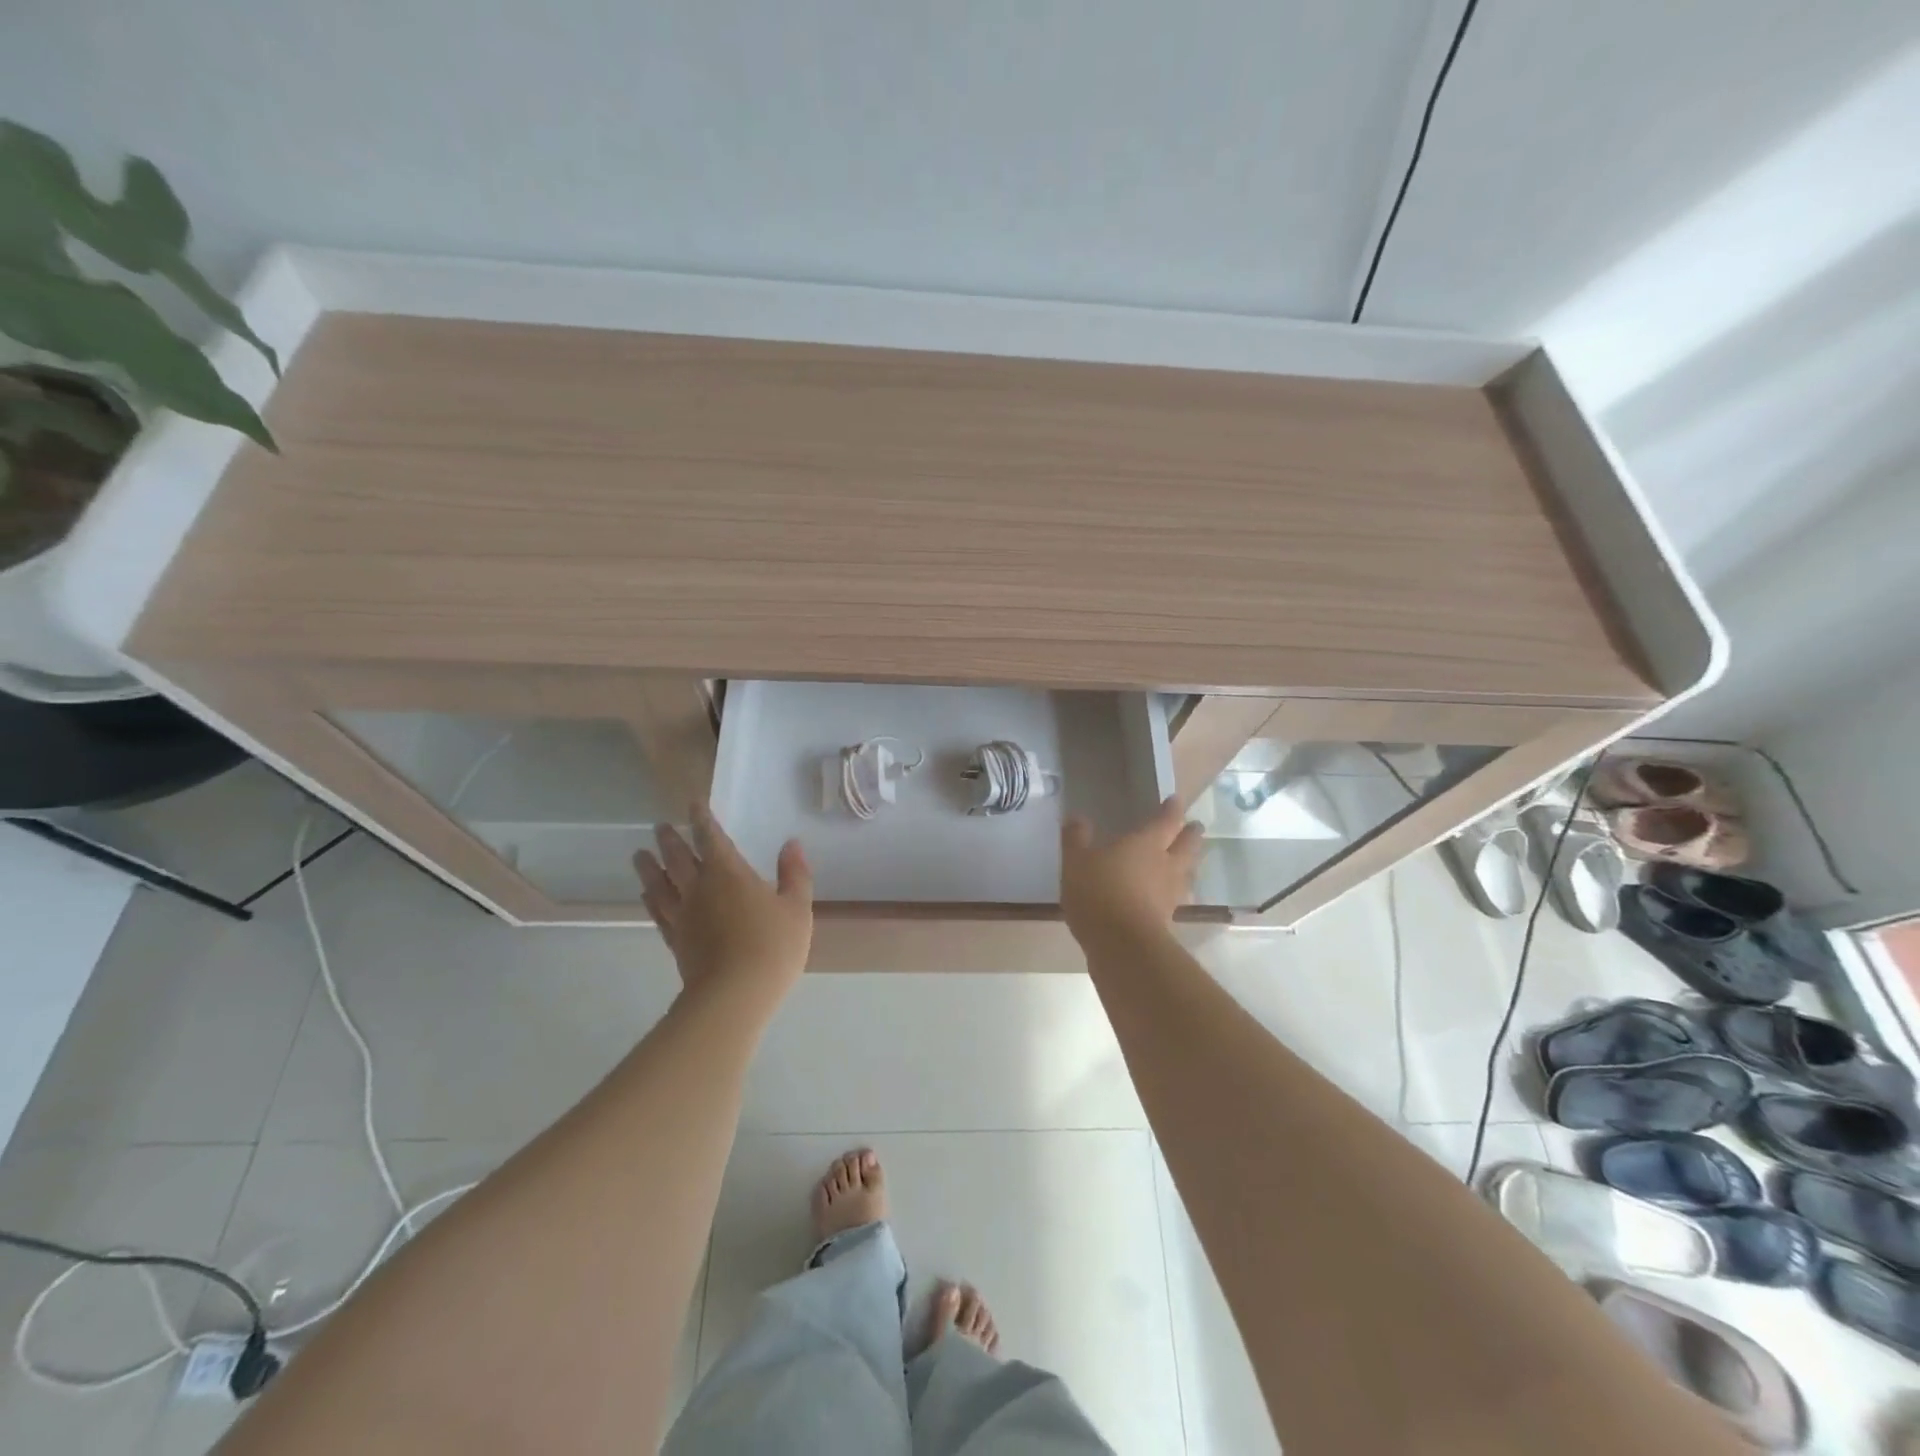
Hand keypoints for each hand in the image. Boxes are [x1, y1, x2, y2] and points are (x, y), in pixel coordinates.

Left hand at [634, 804, 813, 1006]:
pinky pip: (658, 912)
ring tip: (639, 855)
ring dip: (649, 867)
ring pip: (660, 884)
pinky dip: (651, 899)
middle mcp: (700, 888)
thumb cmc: (772, 946)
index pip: (711, 838)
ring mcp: (683, 915)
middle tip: (659, 826)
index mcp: (729, 873)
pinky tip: (647, 895)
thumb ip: (794, 873)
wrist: (735, 994)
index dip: (702, 819)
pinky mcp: (675, 940)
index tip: (693, 803)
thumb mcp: (797, 907)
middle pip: (678, 857)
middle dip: (670, 839)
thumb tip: (791, 844)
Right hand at [1061, 797, 1202, 949]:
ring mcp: (1170, 894)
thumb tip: (1076, 817)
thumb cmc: (1098, 892)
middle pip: (1187, 846)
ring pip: (1187, 873)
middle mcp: (1165, 865)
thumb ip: (1076, 838)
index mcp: (1146, 844)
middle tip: (1195, 828)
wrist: (1121, 945)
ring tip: (1188, 861)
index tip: (1176, 801)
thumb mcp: (1076, 862)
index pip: (1166, 820)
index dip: (1172, 809)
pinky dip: (1175, 892)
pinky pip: (1176, 898)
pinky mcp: (1167, 920)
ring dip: (1189, 864)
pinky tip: (1167, 896)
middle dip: (1191, 835)